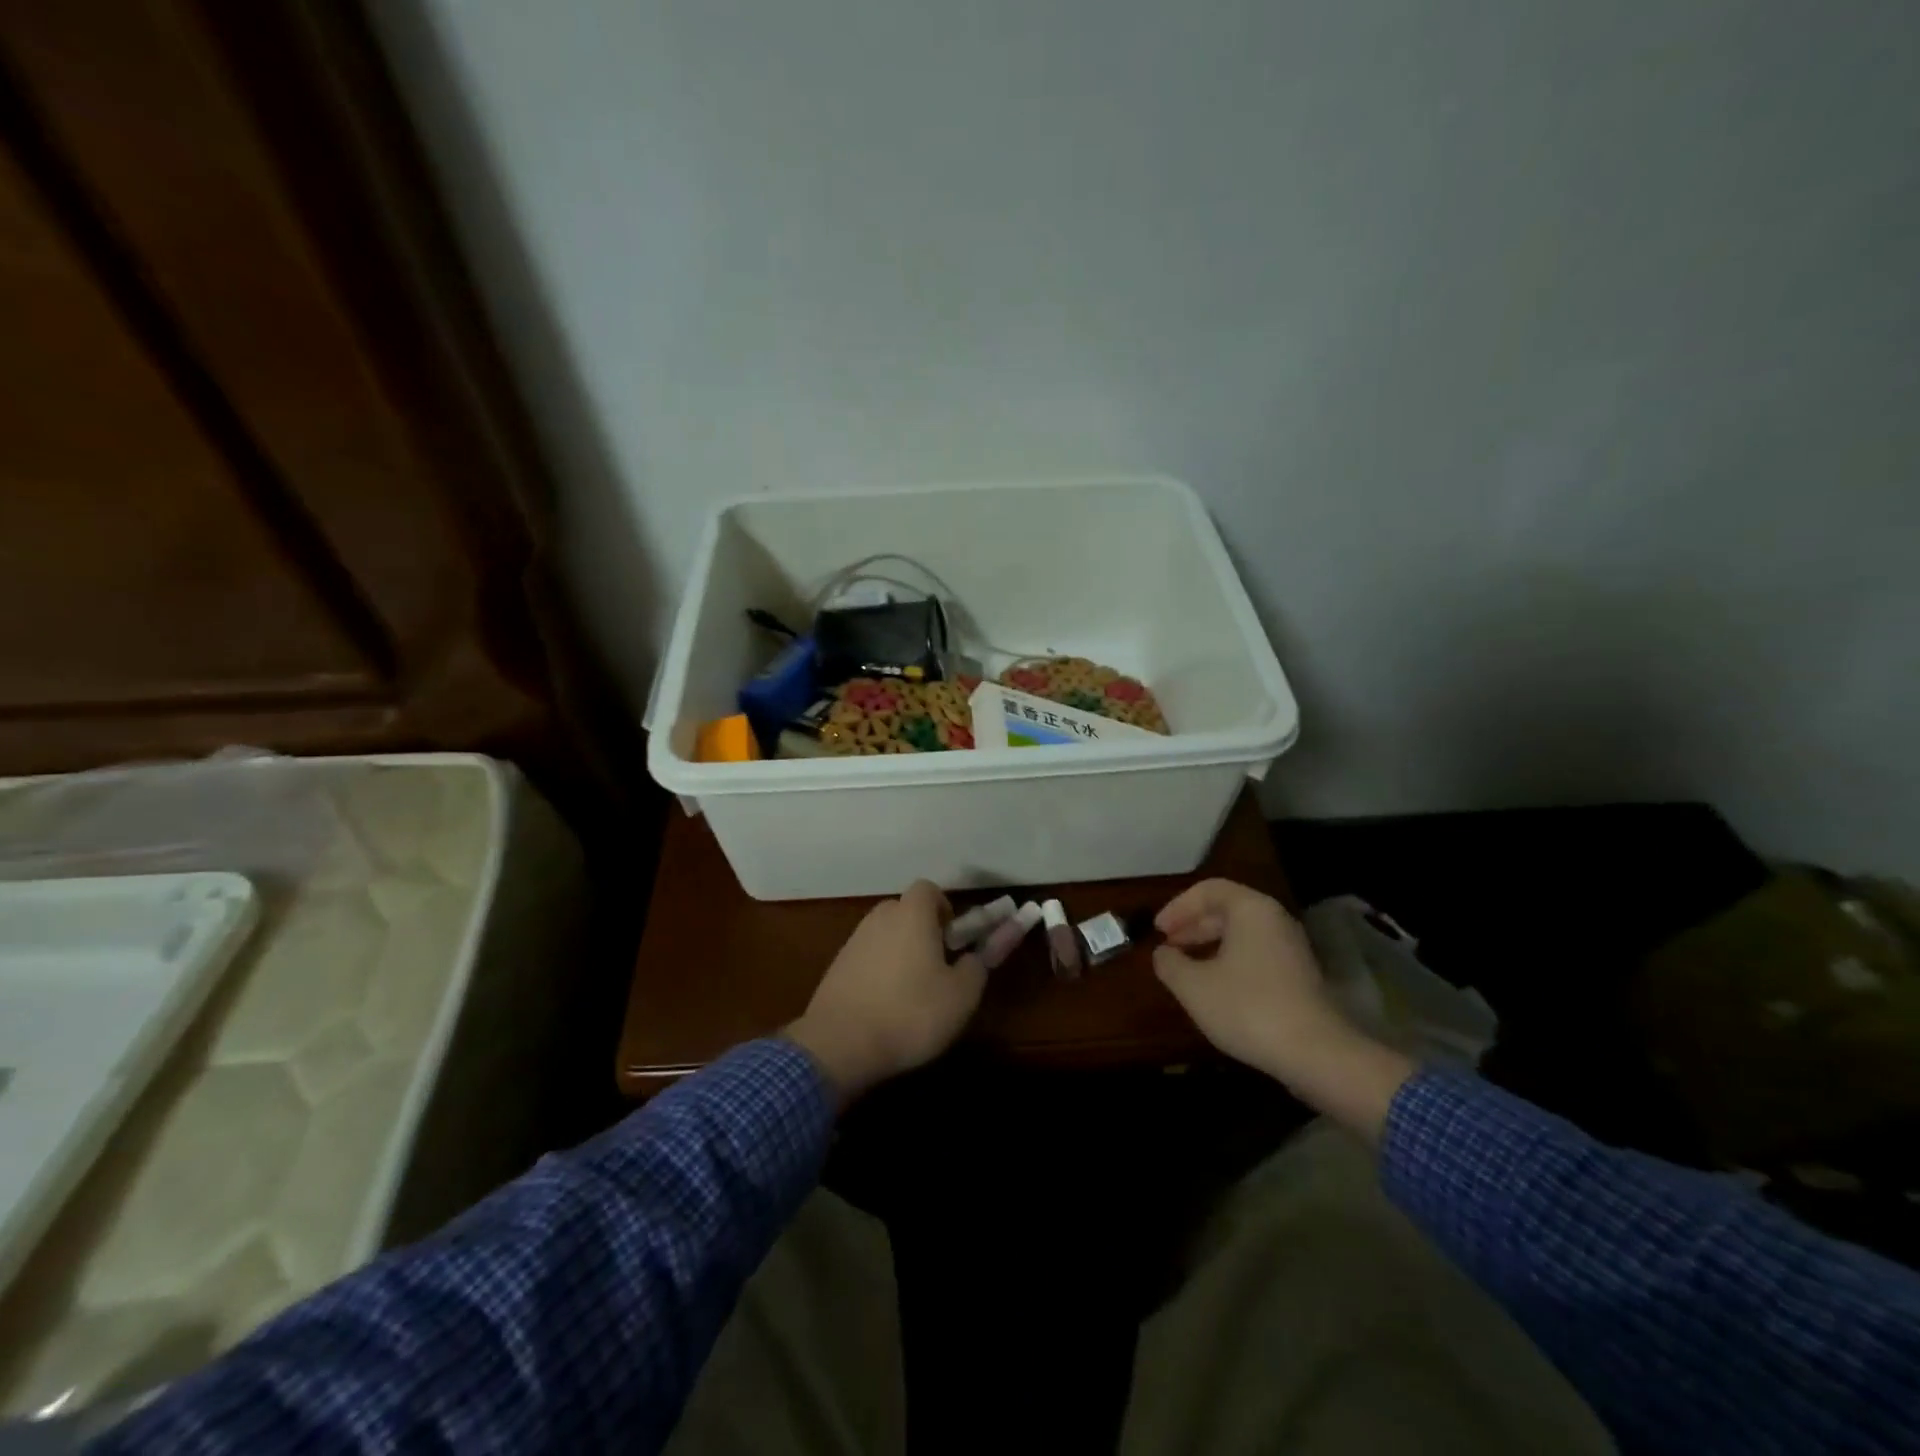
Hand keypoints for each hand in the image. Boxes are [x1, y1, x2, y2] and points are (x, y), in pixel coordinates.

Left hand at [786, 881, 985, 1104]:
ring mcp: (853, 942)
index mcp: (912, 914)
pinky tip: (885, 1006)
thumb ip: (979, 964)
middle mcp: (880, 918)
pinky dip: (878, 972)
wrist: (840, 1044)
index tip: (954, 939)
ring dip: (900, 952)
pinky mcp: (836, 967)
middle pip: (905, 911)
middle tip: (938, 966)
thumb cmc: (911, 1012)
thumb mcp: (961, 994)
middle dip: (923, 931)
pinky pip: (867, 958)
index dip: (945, 909)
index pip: (928, 889)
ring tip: (912, 992)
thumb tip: (984, 949)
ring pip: (885, 935)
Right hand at [1153, 879, 1414, 1141]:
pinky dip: (1230, 960)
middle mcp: (1275, 920)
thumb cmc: (1248, 1008)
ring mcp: (1292, 948)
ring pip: (1242, 933)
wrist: (1316, 1054)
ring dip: (1210, 944)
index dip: (1177, 907)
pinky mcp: (1300, 975)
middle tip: (1168, 946)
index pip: (1208, 890)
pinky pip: (1256, 953)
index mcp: (1251, 909)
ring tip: (1186, 967)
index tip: (1158, 931)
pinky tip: (1216, 987)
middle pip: (1227, 909)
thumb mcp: (1193, 986)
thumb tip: (1163, 953)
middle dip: (1192, 925)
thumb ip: (1169, 963)